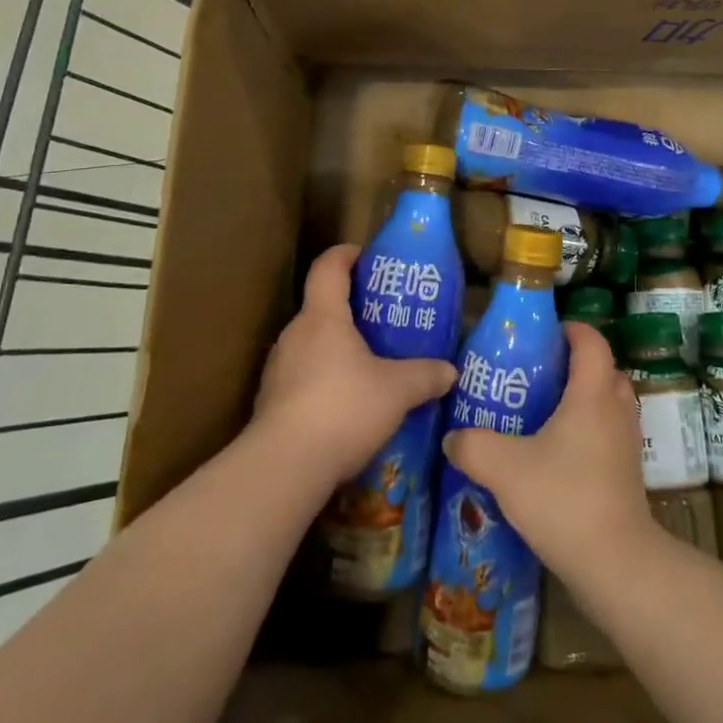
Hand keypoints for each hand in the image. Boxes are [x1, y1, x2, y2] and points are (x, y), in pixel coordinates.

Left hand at [253, 244, 456, 487]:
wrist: (283, 468)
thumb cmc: (343, 409)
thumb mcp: (397, 391)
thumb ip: (425, 376)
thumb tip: (451, 371)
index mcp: (323, 317)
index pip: (328, 267)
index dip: (346, 255)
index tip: (365, 256)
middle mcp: (295, 335)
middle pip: (320, 307)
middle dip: (349, 309)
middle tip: (381, 321)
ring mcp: (278, 370)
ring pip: (310, 345)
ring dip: (336, 348)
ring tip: (367, 365)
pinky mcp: (271, 403)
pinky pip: (302, 378)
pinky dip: (323, 381)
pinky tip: (346, 406)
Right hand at [442, 321, 658, 581]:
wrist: (615, 563)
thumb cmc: (563, 498)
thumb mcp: (504, 468)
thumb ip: (473, 446)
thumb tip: (452, 438)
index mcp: (592, 393)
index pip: (591, 341)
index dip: (571, 329)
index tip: (543, 335)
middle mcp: (616, 409)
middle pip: (604, 370)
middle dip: (575, 366)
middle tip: (539, 376)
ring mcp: (628, 442)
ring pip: (609, 404)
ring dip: (585, 400)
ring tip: (546, 415)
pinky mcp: (629, 473)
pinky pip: (610, 434)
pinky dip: (590, 432)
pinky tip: (559, 456)